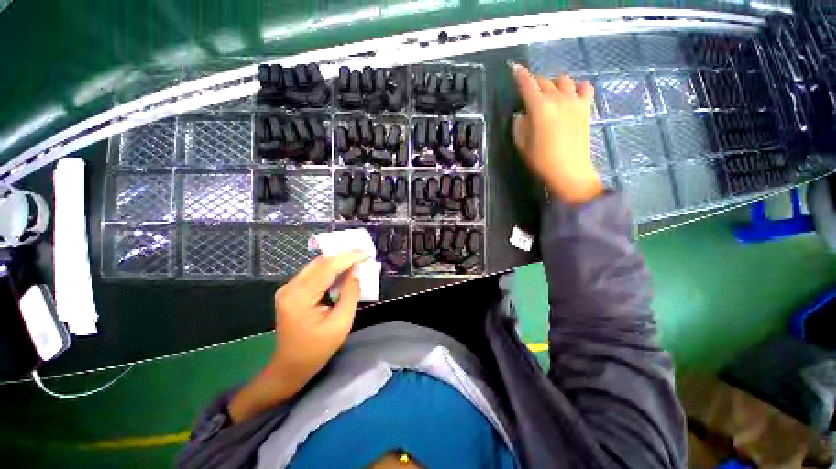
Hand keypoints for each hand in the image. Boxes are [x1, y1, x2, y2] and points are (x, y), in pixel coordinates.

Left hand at [228, 251, 367, 422]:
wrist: (289, 367)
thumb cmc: (316, 350)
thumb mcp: (341, 323)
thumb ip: (350, 294)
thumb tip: (356, 271)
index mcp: (300, 297)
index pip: (327, 268)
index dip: (348, 258)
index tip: (366, 253)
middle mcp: (290, 287)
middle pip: (320, 263)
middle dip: (343, 256)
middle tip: (363, 255)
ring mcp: (288, 288)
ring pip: (317, 266)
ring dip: (337, 262)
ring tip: (356, 261)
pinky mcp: (291, 291)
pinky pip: (313, 274)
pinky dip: (330, 271)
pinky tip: (343, 272)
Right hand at [511, 63, 602, 204]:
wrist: (569, 171)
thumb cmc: (540, 160)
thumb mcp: (521, 144)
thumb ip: (519, 124)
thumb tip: (522, 113)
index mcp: (539, 108)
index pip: (527, 85)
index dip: (520, 75)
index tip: (515, 68)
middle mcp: (557, 99)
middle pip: (544, 81)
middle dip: (535, 81)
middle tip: (529, 90)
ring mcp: (574, 101)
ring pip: (564, 80)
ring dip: (553, 83)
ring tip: (549, 92)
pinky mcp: (585, 108)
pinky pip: (584, 87)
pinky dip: (577, 86)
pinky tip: (572, 94)